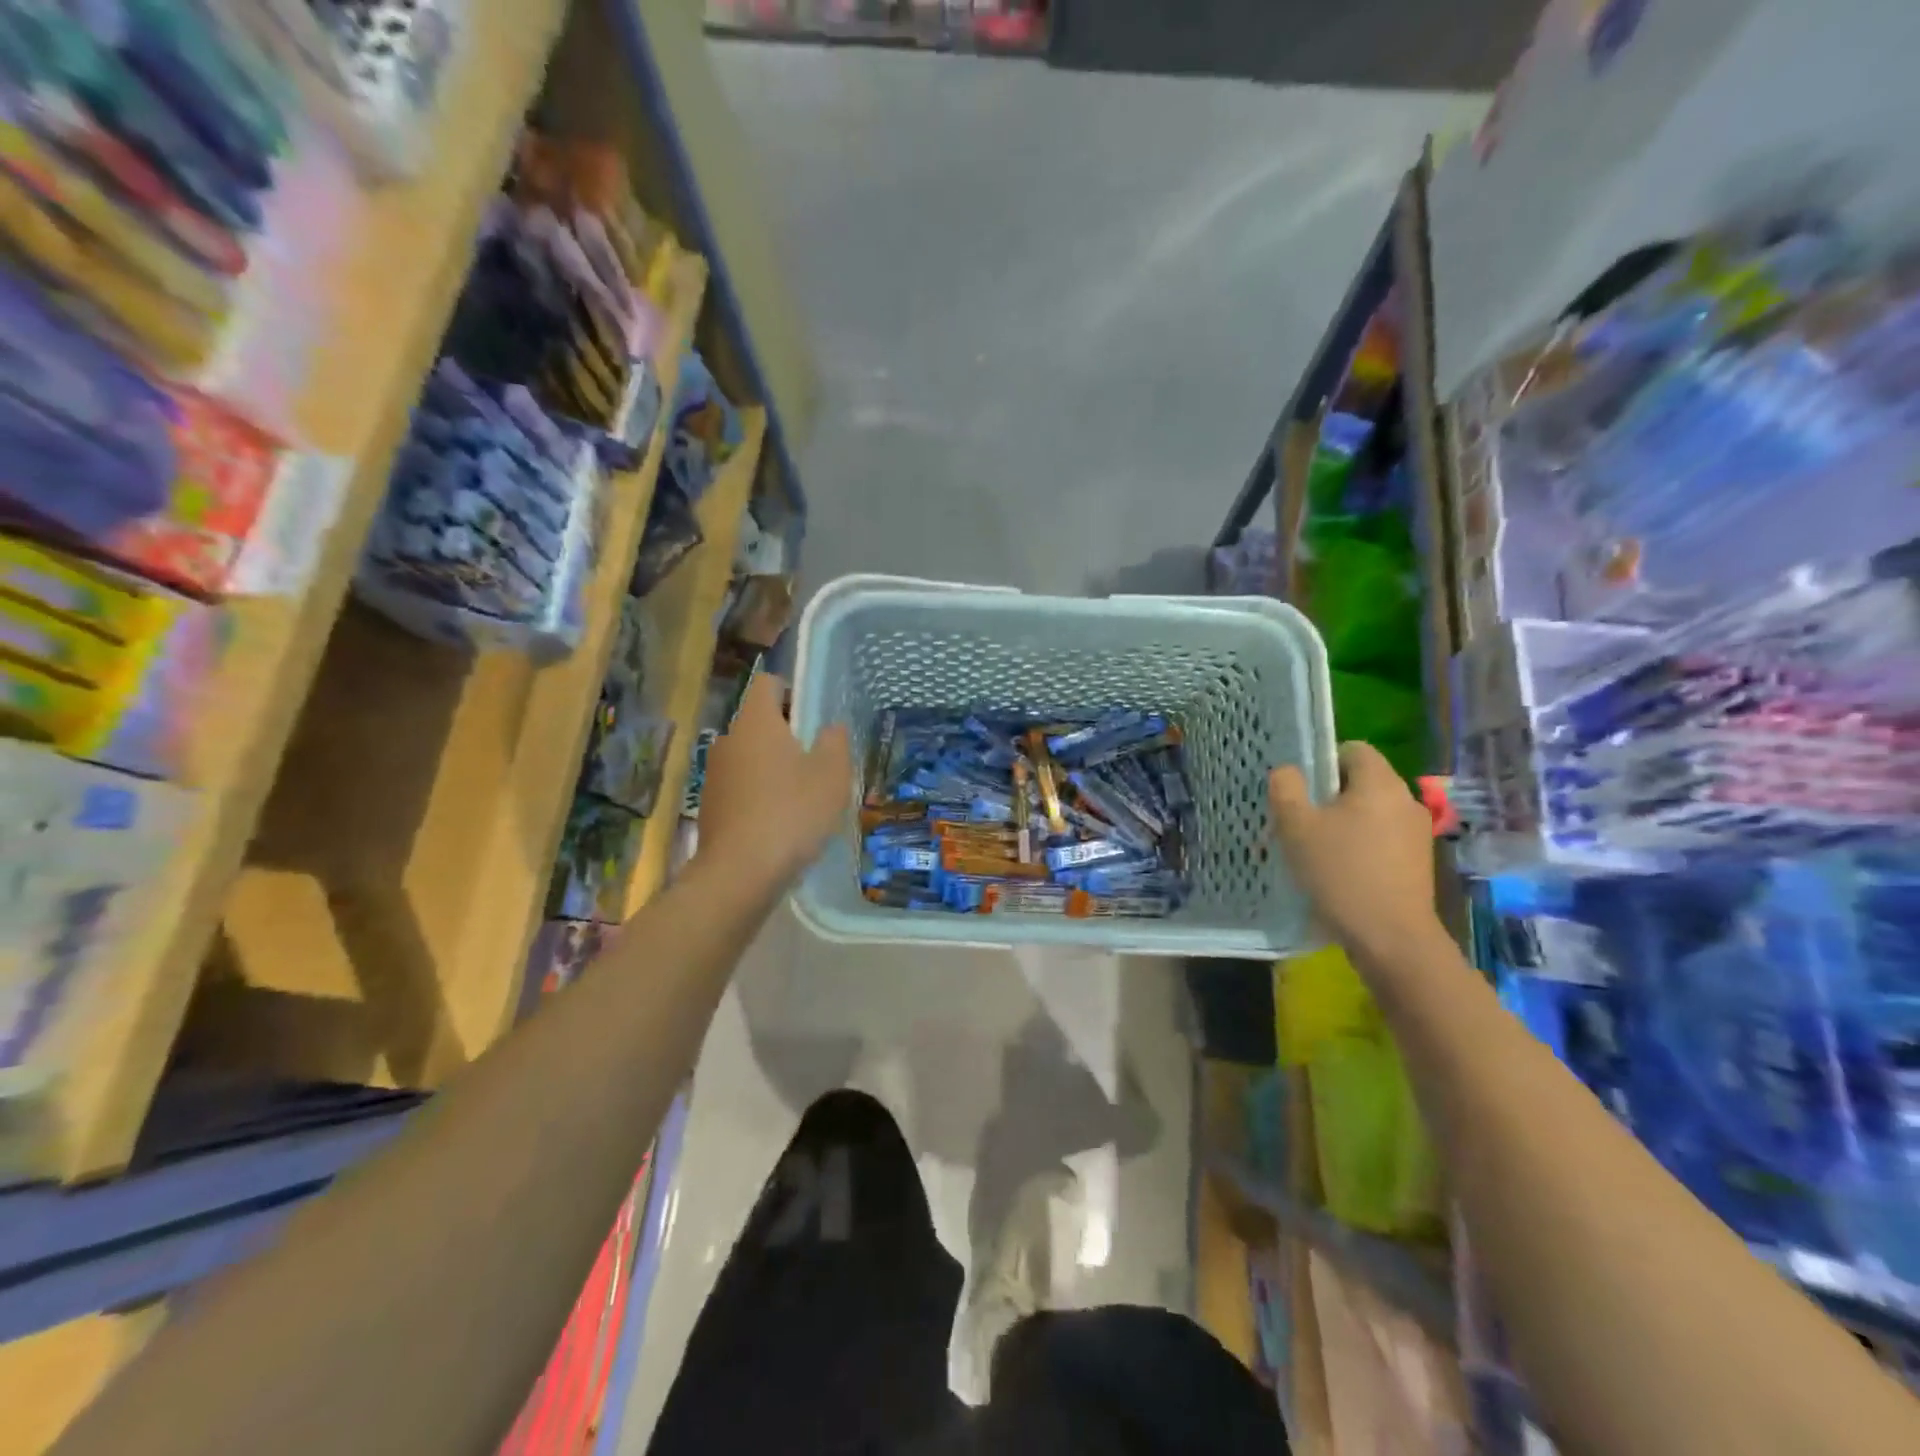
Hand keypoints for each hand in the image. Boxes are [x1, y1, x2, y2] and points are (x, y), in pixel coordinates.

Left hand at [698, 673, 851, 886]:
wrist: (740, 873)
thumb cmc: (792, 812)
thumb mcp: (832, 775)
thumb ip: (835, 742)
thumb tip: (830, 728)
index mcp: (756, 721)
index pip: (768, 683)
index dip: (791, 691)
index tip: (812, 717)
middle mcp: (728, 739)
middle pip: (758, 721)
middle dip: (786, 734)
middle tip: (816, 761)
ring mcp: (714, 773)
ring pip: (749, 756)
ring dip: (772, 767)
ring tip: (801, 796)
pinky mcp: (710, 805)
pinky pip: (740, 786)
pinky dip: (758, 794)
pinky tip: (780, 822)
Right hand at [1269, 742, 1439, 965]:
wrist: (1391, 938)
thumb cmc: (1340, 873)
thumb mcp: (1296, 827)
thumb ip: (1286, 788)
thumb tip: (1288, 771)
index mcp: (1380, 783)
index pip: (1353, 749)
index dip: (1322, 761)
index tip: (1300, 790)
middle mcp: (1406, 800)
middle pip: (1362, 782)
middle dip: (1329, 796)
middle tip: (1300, 821)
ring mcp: (1417, 833)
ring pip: (1371, 812)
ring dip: (1344, 823)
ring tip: (1317, 850)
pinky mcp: (1419, 862)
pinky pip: (1383, 838)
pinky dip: (1361, 845)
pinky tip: (1341, 872)